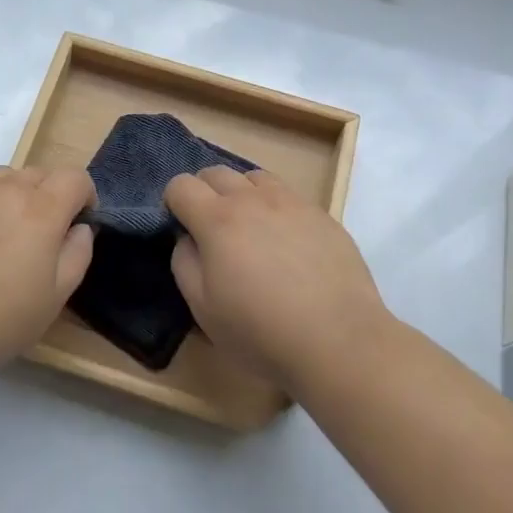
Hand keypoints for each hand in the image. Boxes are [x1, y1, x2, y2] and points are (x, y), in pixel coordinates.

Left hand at [0, 166, 95, 384]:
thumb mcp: (55, 299)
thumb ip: (78, 253)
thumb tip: (78, 226)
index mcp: (40, 210)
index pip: (74, 177)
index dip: (84, 196)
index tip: (76, 222)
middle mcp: (5, 187)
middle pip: (40, 175)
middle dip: (48, 199)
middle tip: (35, 240)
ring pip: (4, 177)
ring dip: (12, 196)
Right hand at [165, 167, 387, 391]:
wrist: (339, 340)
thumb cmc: (261, 331)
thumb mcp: (203, 309)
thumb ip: (184, 263)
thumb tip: (188, 238)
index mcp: (217, 220)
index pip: (181, 185)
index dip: (173, 203)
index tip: (182, 228)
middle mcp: (252, 199)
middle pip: (216, 172)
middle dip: (204, 192)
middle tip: (212, 230)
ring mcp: (291, 202)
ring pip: (254, 177)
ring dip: (242, 193)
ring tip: (250, 229)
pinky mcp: (321, 214)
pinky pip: (288, 194)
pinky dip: (275, 207)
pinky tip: (286, 242)